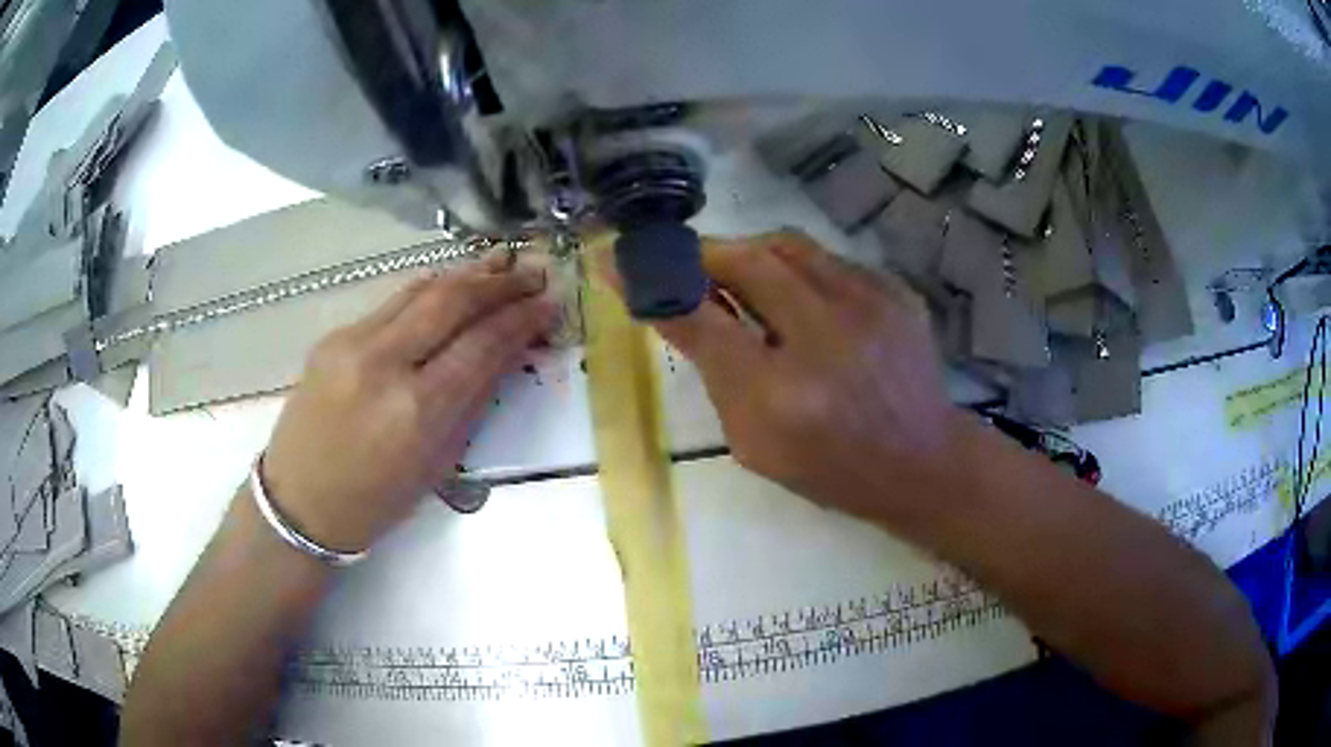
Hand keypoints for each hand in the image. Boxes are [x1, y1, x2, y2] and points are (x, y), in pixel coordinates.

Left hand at [261, 254, 558, 551]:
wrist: (300, 501)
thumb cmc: (376, 501)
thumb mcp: (438, 464)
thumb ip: (472, 402)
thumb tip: (506, 354)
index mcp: (416, 411)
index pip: (481, 345)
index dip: (521, 319)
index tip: (550, 302)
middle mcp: (384, 364)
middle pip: (451, 302)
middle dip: (499, 283)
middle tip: (534, 270)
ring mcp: (352, 343)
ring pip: (420, 291)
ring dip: (466, 275)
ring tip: (501, 261)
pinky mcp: (333, 336)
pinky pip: (392, 303)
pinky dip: (429, 289)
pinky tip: (451, 282)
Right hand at [648, 231, 962, 521]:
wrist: (922, 461)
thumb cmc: (831, 467)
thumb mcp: (754, 442)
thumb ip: (715, 374)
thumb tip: (680, 310)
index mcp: (780, 396)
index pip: (700, 321)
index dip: (654, 284)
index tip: (617, 260)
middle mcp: (826, 337)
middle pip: (747, 260)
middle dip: (705, 254)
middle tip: (689, 265)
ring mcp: (870, 306)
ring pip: (789, 245)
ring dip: (752, 252)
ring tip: (742, 275)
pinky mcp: (896, 291)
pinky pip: (829, 259)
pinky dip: (799, 268)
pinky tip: (801, 296)